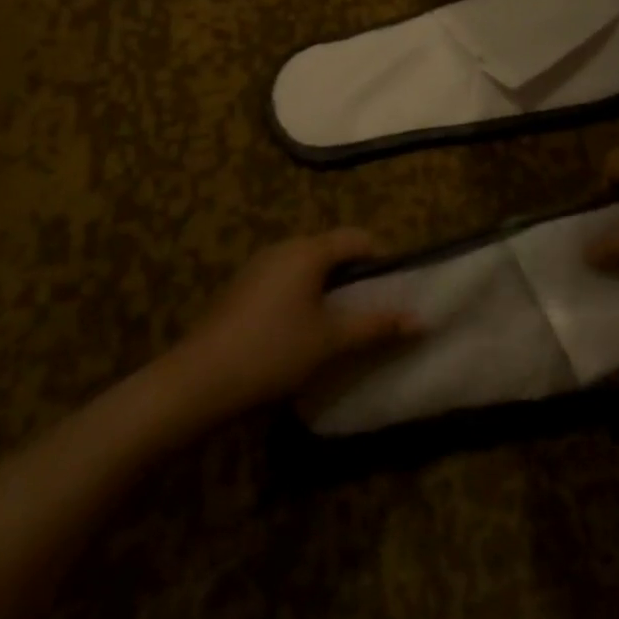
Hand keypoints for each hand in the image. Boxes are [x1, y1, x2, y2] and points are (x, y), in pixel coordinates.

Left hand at [172, 230, 419, 415]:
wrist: (198, 380)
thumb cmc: (273, 351)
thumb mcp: (331, 341)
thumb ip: (376, 326)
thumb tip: (421, 320)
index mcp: (308, 250)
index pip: (357, 238)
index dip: (381, 259)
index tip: (392, 291)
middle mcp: (283, 248)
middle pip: (331, 249)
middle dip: (354, 276)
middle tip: (369, 311)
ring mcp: (257, 267)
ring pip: (306, 266)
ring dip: (328, 288)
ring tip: (338, 325)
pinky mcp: (241, 289)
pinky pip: (284, 280)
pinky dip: (302, 296)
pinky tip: (300, 332)